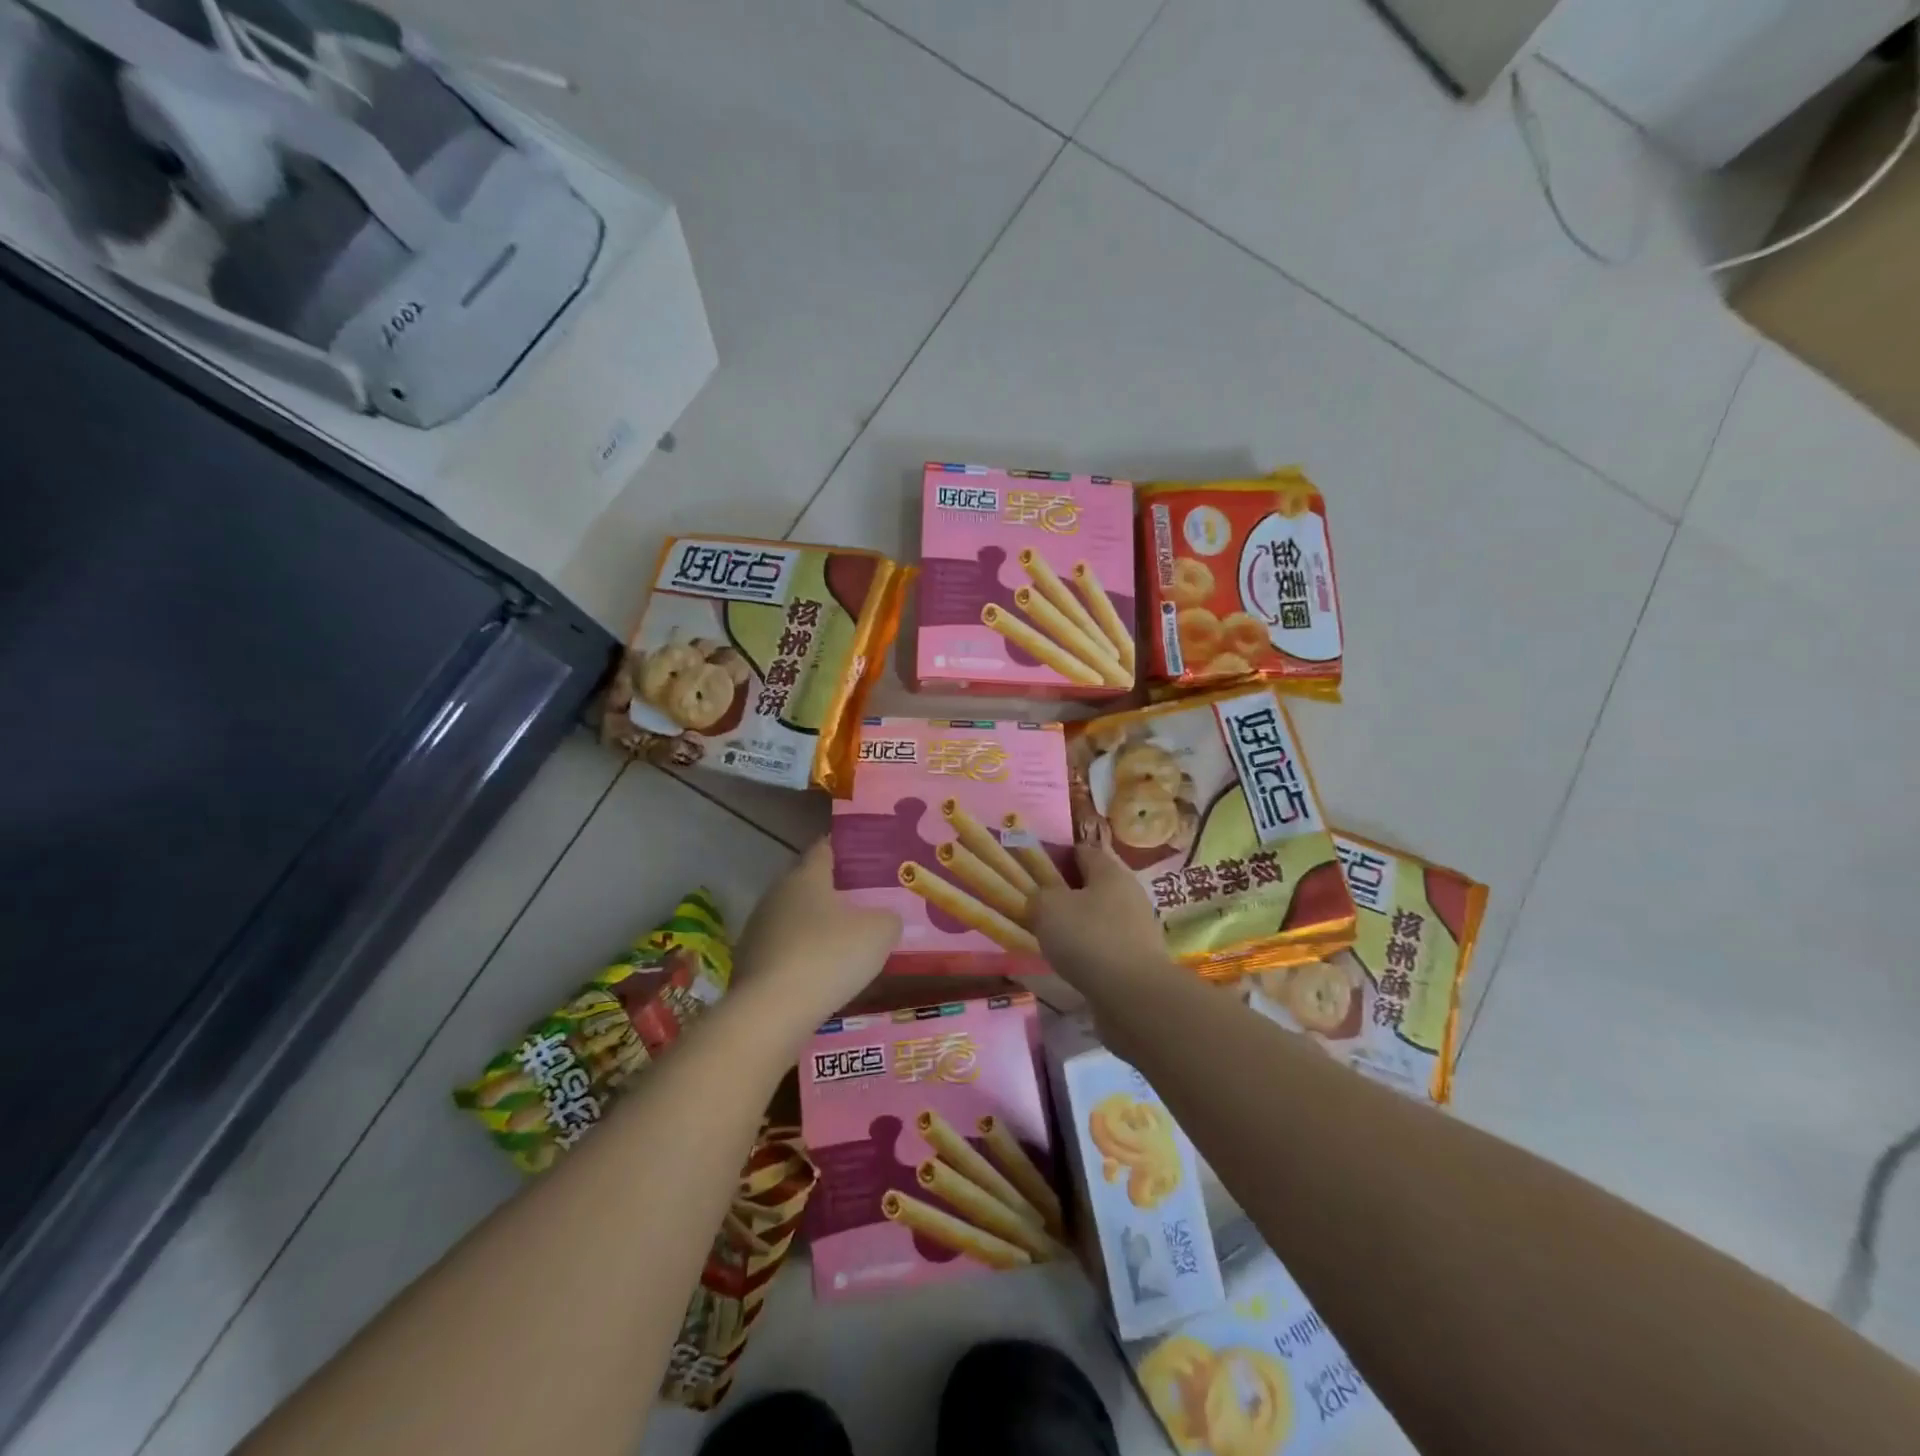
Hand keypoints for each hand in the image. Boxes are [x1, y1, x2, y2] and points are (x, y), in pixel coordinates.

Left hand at [732, 839, 900, 1026]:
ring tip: (842, 942)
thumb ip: (888, 918)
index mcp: (806, 876)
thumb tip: (885, 918)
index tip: (862, 854)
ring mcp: (757, 929)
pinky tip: (818, 974)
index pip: (824, 848)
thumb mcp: (879, 933)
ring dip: (813, 926)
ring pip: (792, 918)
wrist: (772, 1012)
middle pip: (806, 883)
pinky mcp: (748, 963)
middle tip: (861, 901)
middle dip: (831, 890)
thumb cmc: (829, 956)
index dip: (843, 848)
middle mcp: (776, 894)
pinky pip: (782, 950)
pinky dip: (799, 956)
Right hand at [1029, 820, 1174, 993]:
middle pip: (1093, 884)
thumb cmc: (1089, 938)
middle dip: (1068, 892)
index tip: (1035, 869)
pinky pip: (1106, 943)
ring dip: (1078, 923)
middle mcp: (1129, 893)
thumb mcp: (1048, 907)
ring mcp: (1138, 926)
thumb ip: (1040, 895)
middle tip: (1040, 905)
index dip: (1058, 855)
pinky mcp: (1139, 957)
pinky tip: (1072, 961)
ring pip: (1100, 915)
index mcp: (1110, 871)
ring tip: (1052, 937)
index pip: (1083, 851)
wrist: (1133, 995)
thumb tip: (1042, 898)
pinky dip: (1089, 949)